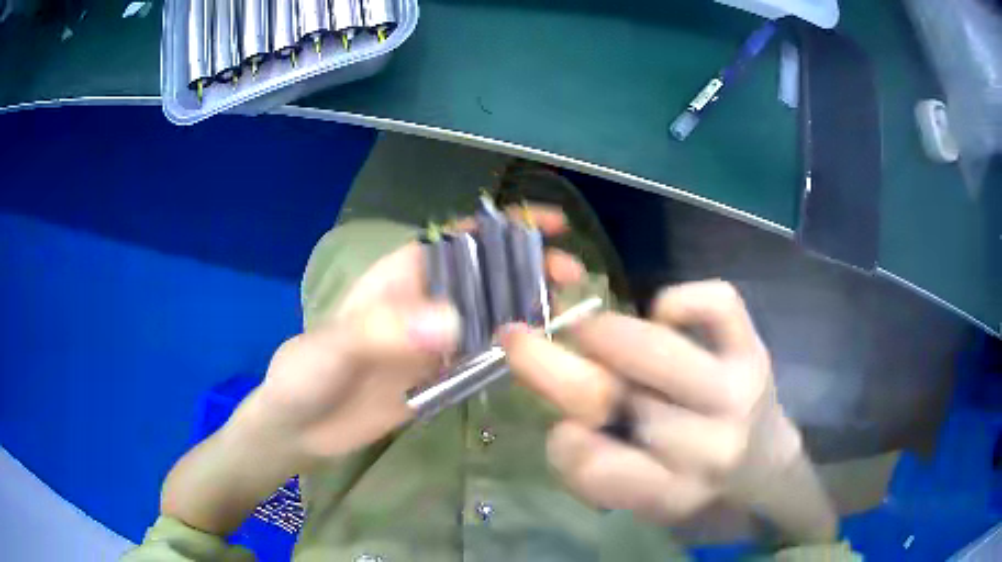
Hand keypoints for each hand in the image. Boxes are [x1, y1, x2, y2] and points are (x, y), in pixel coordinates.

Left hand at [241, 206, 584, 467]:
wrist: (301, 428)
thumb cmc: (306, 375)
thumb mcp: (336, 348)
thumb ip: (384, 333)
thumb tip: (453, 324)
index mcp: (400, 277)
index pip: (459, 239)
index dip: (505, 227)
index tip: (550, 224)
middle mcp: (425, 301)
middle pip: (487, 274)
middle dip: (530, 267)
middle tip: (571, 277)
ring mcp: (436, 340)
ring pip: (492, 314)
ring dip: (528, 308)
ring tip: (569, 312)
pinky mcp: (441, 375)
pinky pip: (484, 357)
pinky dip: (512, 351)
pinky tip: (541, 353)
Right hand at [501, 281, 813, 525]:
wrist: (764, 462)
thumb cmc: (690, 483)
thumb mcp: (639, 493)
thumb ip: (593, 462)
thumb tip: (561, 414)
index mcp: (671, 493)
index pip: (593, 466)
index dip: (564, 440)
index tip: (563, 424)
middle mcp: (709, 447)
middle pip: (612, 395)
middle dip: (554, 366)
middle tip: (529, 343)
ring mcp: (737, 390)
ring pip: (651, 347)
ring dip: (604, 336)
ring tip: (596, 336)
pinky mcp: (755, 348)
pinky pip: (715, 302)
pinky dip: (677, 301)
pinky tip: (665, 318)